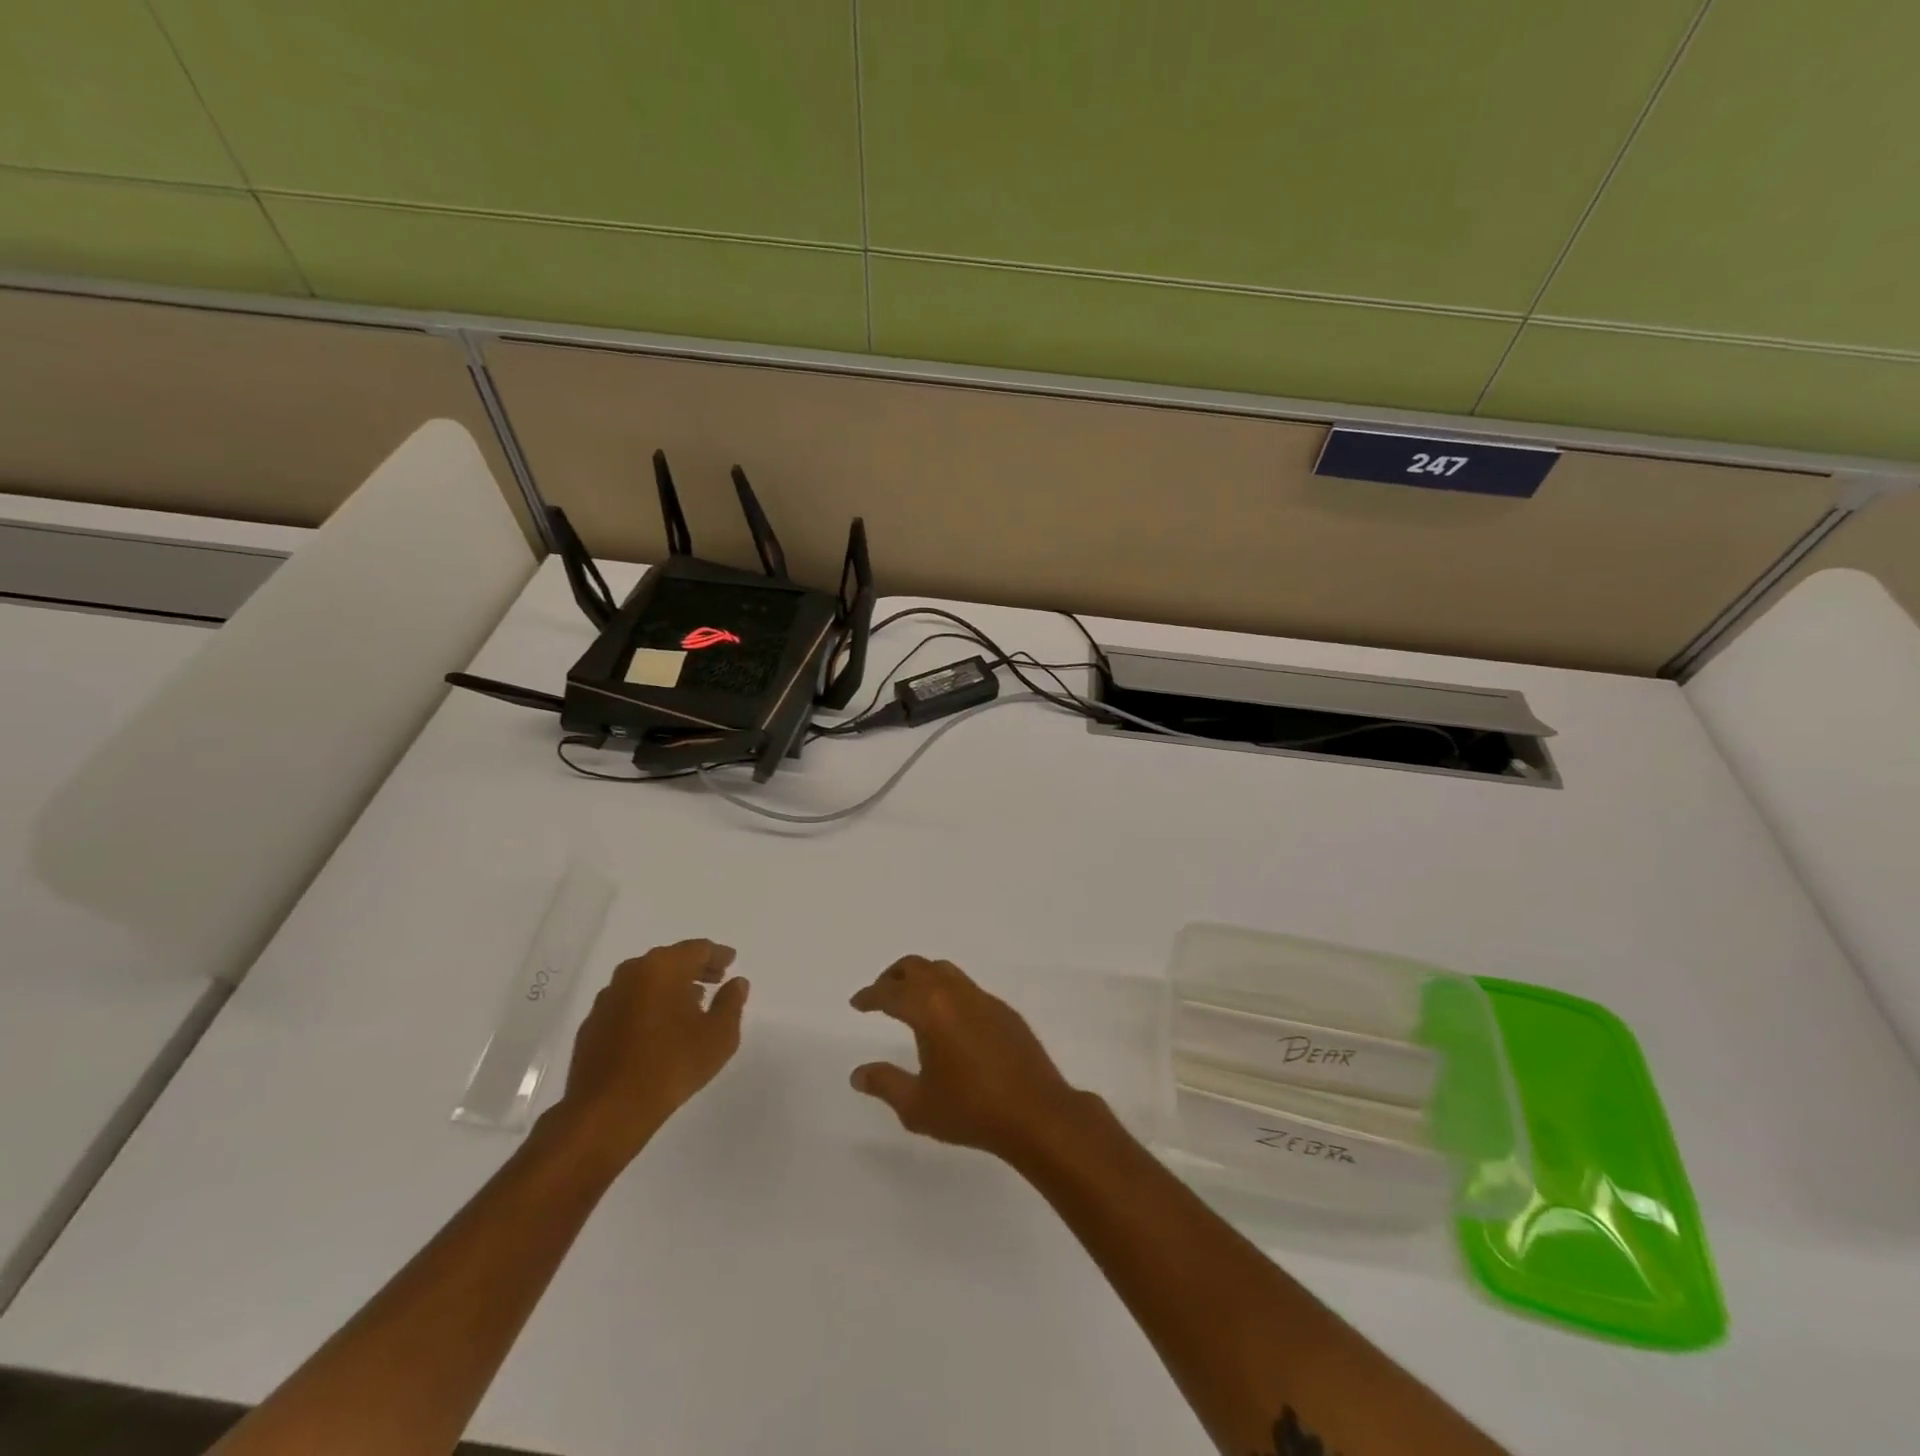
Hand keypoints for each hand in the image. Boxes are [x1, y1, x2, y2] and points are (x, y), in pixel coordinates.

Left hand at [549, 939, 748, 1166]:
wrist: (607, 1111)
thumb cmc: (671, 1065)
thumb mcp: (719, 1035)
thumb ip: (731, 1002)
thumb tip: (736, 983)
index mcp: (663, 967)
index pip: (697, 949)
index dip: (718, 955)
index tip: (732, 961)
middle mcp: (632, 973)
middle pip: (670, 960)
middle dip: (694, 968)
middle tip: (716, 979)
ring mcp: (607, 998)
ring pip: (646, 981)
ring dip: (670, 987)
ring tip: (690, 1004)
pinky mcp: (592, 1025)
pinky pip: (628, 1003)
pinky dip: (647, 1006)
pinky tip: (658, 1028)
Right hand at [849, 956, 1088, 1161]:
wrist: (1036, 1113)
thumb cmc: (971, 1111)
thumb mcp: (917, 1106)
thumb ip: (885, 1084)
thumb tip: (858, 1073)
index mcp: (930, 1010)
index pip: (891, 993)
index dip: (870, 995)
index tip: (857, 1002)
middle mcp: (956, 994)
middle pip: (918, 967)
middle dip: (893, 976)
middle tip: (880, 994)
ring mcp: (984, 999)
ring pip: (946, 971)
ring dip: (923, 979)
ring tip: (912, 1002)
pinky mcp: (1005, 1011)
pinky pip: (968, 989)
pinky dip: (948, 992)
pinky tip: (949, 1021)